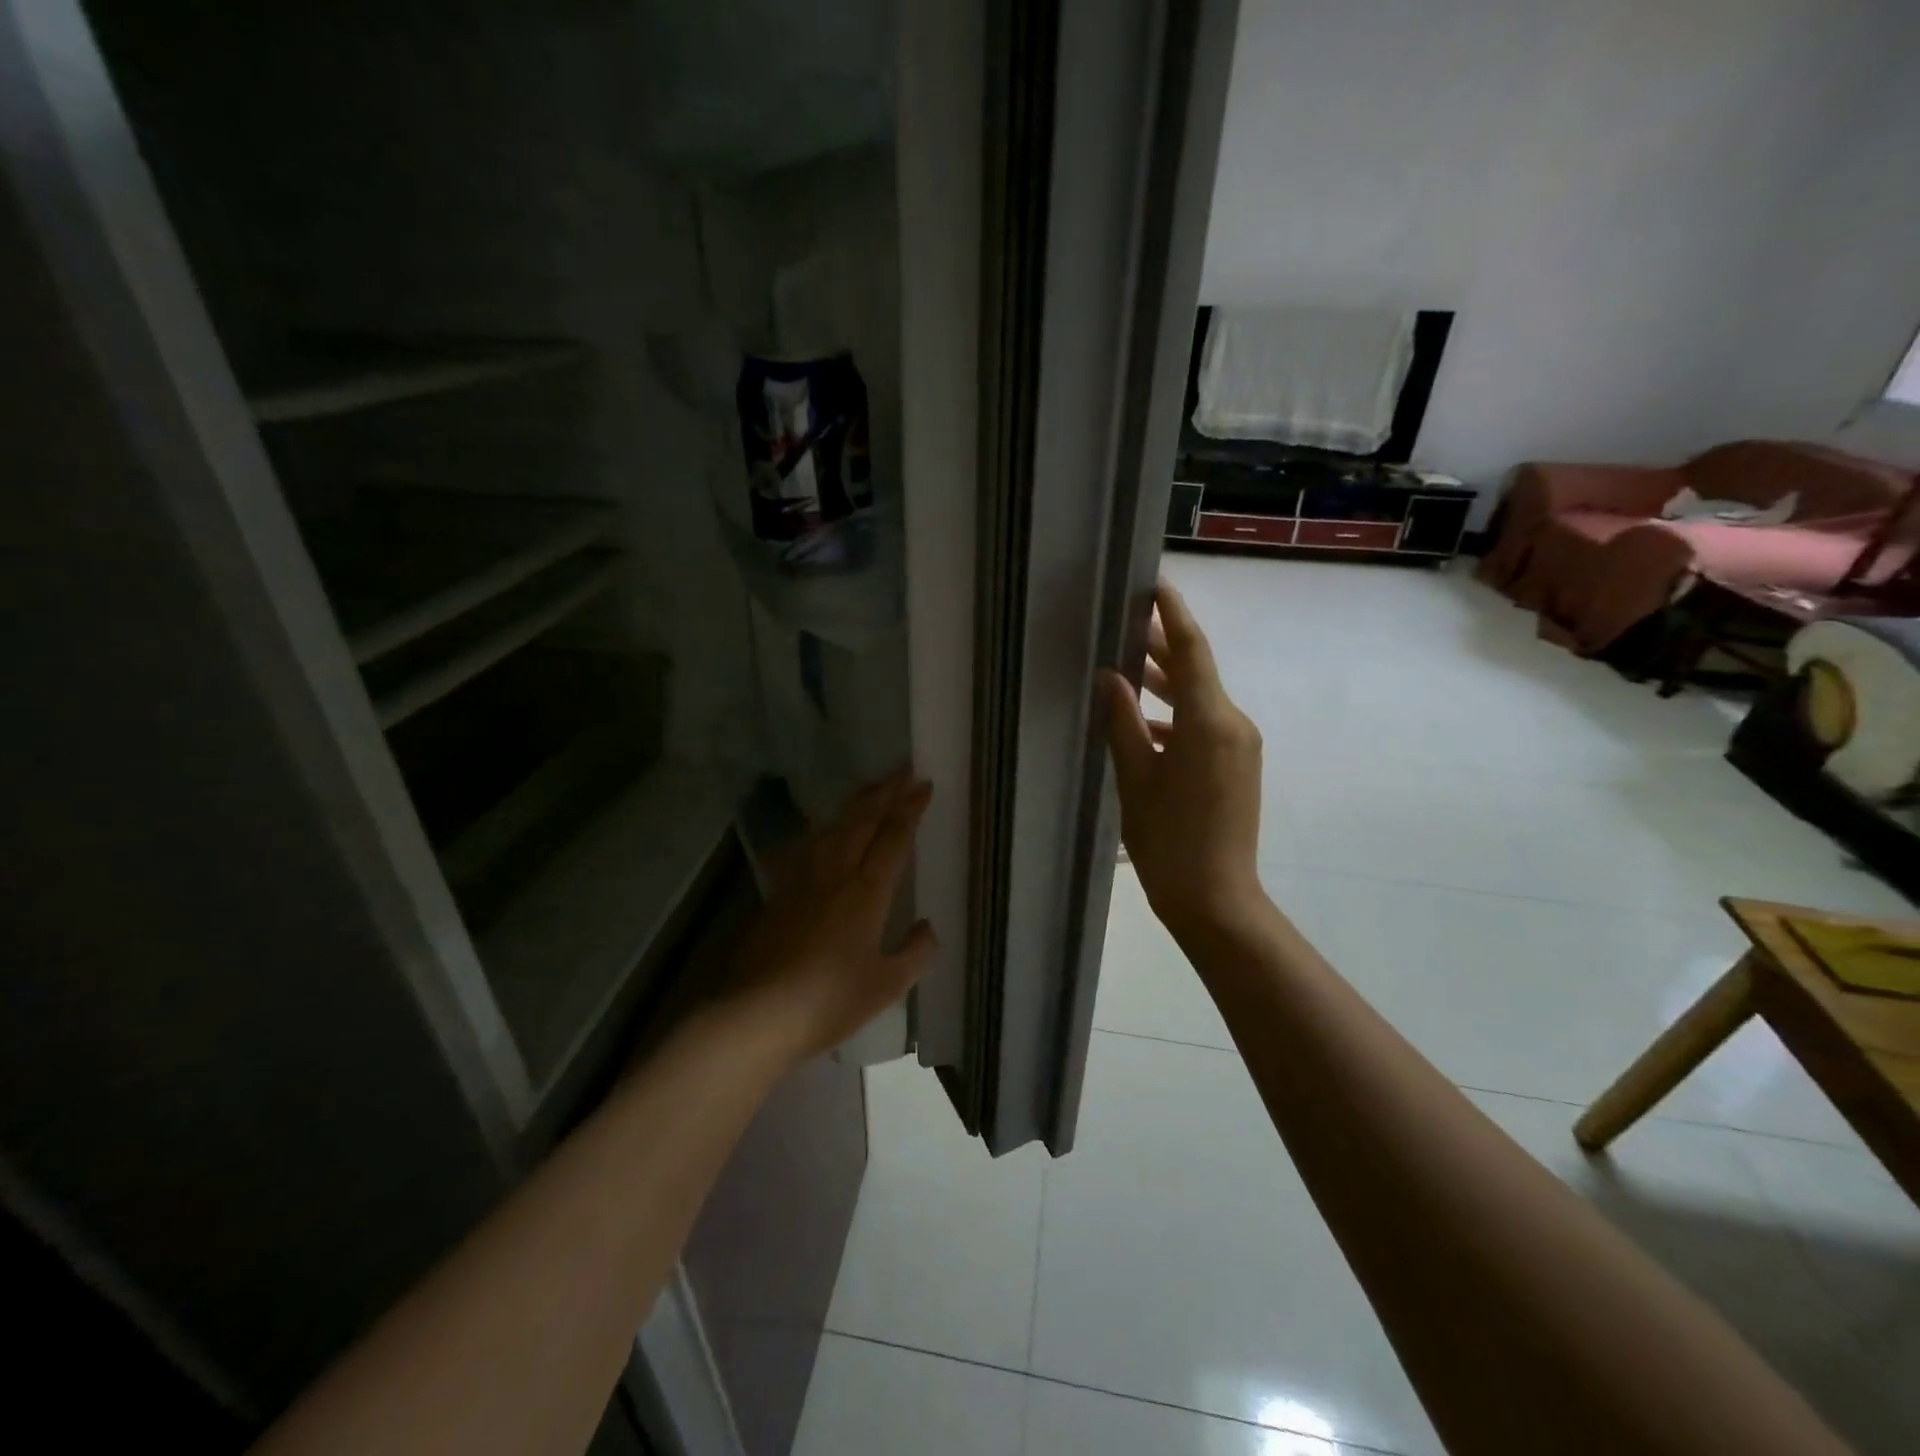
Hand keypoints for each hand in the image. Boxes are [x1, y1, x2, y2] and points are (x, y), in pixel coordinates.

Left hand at [725, 769, 936, 1062]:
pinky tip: (824, 832)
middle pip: (863, 821)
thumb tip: (928, 928)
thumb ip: (915, 953)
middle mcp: (836, 874)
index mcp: (867, 892)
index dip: (910, 809)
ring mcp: (802, 881)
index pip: (894, 838)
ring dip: (856, 804)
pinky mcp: (779, 894)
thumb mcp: (886, 985)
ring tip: (870, 789)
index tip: (923, 785)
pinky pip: (808, 848)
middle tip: (902, 769)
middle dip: (885, 792)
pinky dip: (825, 830)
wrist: (757, 1013)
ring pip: (834, 828)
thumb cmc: (830, 1000)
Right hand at [1104, 579, 1266, 940]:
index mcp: (1209, 722)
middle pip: (1197, 671)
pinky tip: (1144, 720)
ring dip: (1167, 682)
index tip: (1155, 584)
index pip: (1192, 651)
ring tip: (1128, 664)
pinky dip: (1176, 715)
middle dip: (1163, 646)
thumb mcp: (1135, 779)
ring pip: (1200, 698)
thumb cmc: (1168, 841)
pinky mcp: (1237, 765)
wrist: (1216, 899)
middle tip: (1126, 622)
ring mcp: (1240, 746)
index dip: (1173, 614)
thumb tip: (1110, 676)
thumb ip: (1123, 722)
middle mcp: (1233, 724)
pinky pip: (1206, 724)